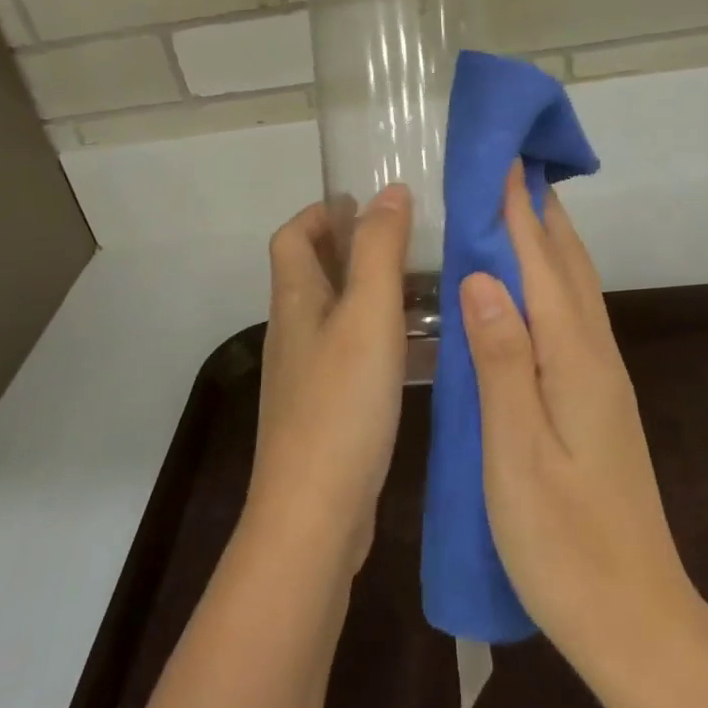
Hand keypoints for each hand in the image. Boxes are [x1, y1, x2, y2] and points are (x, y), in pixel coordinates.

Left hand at [245, 186, 411, 577]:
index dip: (320, 212)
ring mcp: (304, 375)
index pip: (292, 237)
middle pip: (309, 272)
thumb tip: (389, 191)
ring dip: (362, 289)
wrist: (313, 517)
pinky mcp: (322, 411)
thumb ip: (379, 250)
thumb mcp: (368, 315)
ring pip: (330, 313)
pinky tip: (407, 348)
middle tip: (400, 240)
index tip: (360, 202)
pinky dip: (370, 333)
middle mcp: (292, 332)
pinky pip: (344, 351)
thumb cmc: (341, 403)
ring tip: (415, 286)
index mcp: (295, 301)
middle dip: (346, 246)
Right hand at [460, 167, 693, 665]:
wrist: (637, 621)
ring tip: (519, 205)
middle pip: (567, 263)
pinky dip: (553, 277)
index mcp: (573, 358)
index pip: (540, 262)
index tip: (501, 157)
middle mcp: (595, 354)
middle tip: (510, 165)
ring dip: (550, 238)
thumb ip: (500, 359)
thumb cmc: (564, 542)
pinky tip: (534, 283)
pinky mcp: (598, 398)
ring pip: (575, 286)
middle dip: (540, 210)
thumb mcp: (516, 452)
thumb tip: (481, 276)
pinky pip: (573, 313)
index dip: (517, 209)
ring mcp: (602, 377)